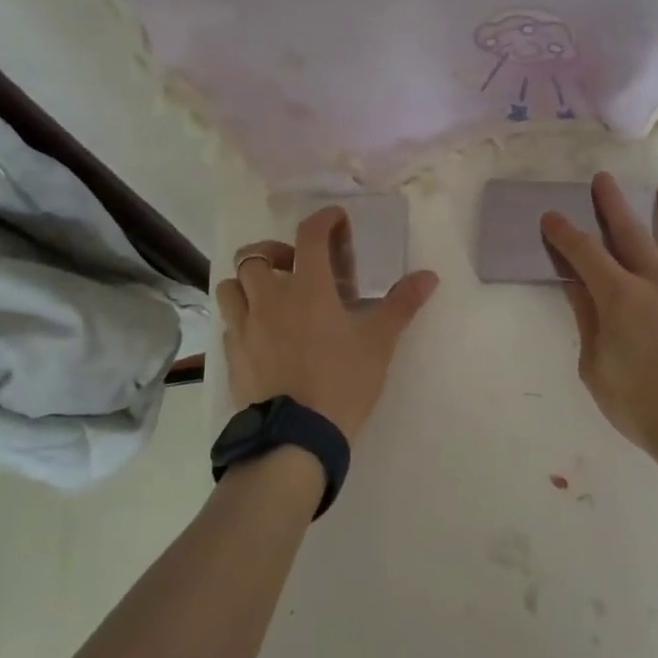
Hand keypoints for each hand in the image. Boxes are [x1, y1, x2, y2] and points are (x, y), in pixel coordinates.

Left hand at [216, 206, 439, 440]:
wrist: (295, 438)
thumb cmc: (342, 382)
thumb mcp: (379, 342)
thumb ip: (401, 304)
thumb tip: (429, 276)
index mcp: (307, 288)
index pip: (310, 235)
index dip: (324, 220)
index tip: (336, 221)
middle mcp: (269, 298)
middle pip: (255, 254)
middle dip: (275, 251)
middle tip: (295, 266)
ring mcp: (245, 326)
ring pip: (231, 285)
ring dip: (249, 282)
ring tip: (270, 296)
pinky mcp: (232, 354)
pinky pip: (228, 322)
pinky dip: (241, 316)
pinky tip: (261, 333)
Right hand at [541, 174, 657, 464]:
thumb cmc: (642, 406)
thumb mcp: (596, 368)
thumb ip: (588, 320)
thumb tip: (576, 285)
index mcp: (620, 297)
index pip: (584, 253)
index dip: (564, 233)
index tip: (551, 217)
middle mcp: (655, 282)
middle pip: (629, 233)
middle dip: (611, 204)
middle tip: (603, 180)